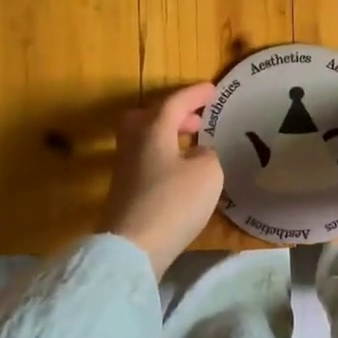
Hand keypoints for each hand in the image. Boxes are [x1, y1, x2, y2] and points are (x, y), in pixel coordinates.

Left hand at [100, 81, 223, 277]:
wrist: (132, 248)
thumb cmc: (173, 202)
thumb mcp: (208, 173)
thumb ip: (207, 155)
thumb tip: (197, 154)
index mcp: (152, 130)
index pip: (174, 102)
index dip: (194, 95)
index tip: (212, 89)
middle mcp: (134, 143)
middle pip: (148, 117)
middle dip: (173, 114)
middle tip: (197, 120)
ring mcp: (126, 168)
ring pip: (145, 139)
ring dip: (168, 135)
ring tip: (193, 145)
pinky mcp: (125, 191)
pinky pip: (146, 159)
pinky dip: (164, 156)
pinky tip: (181, 173)